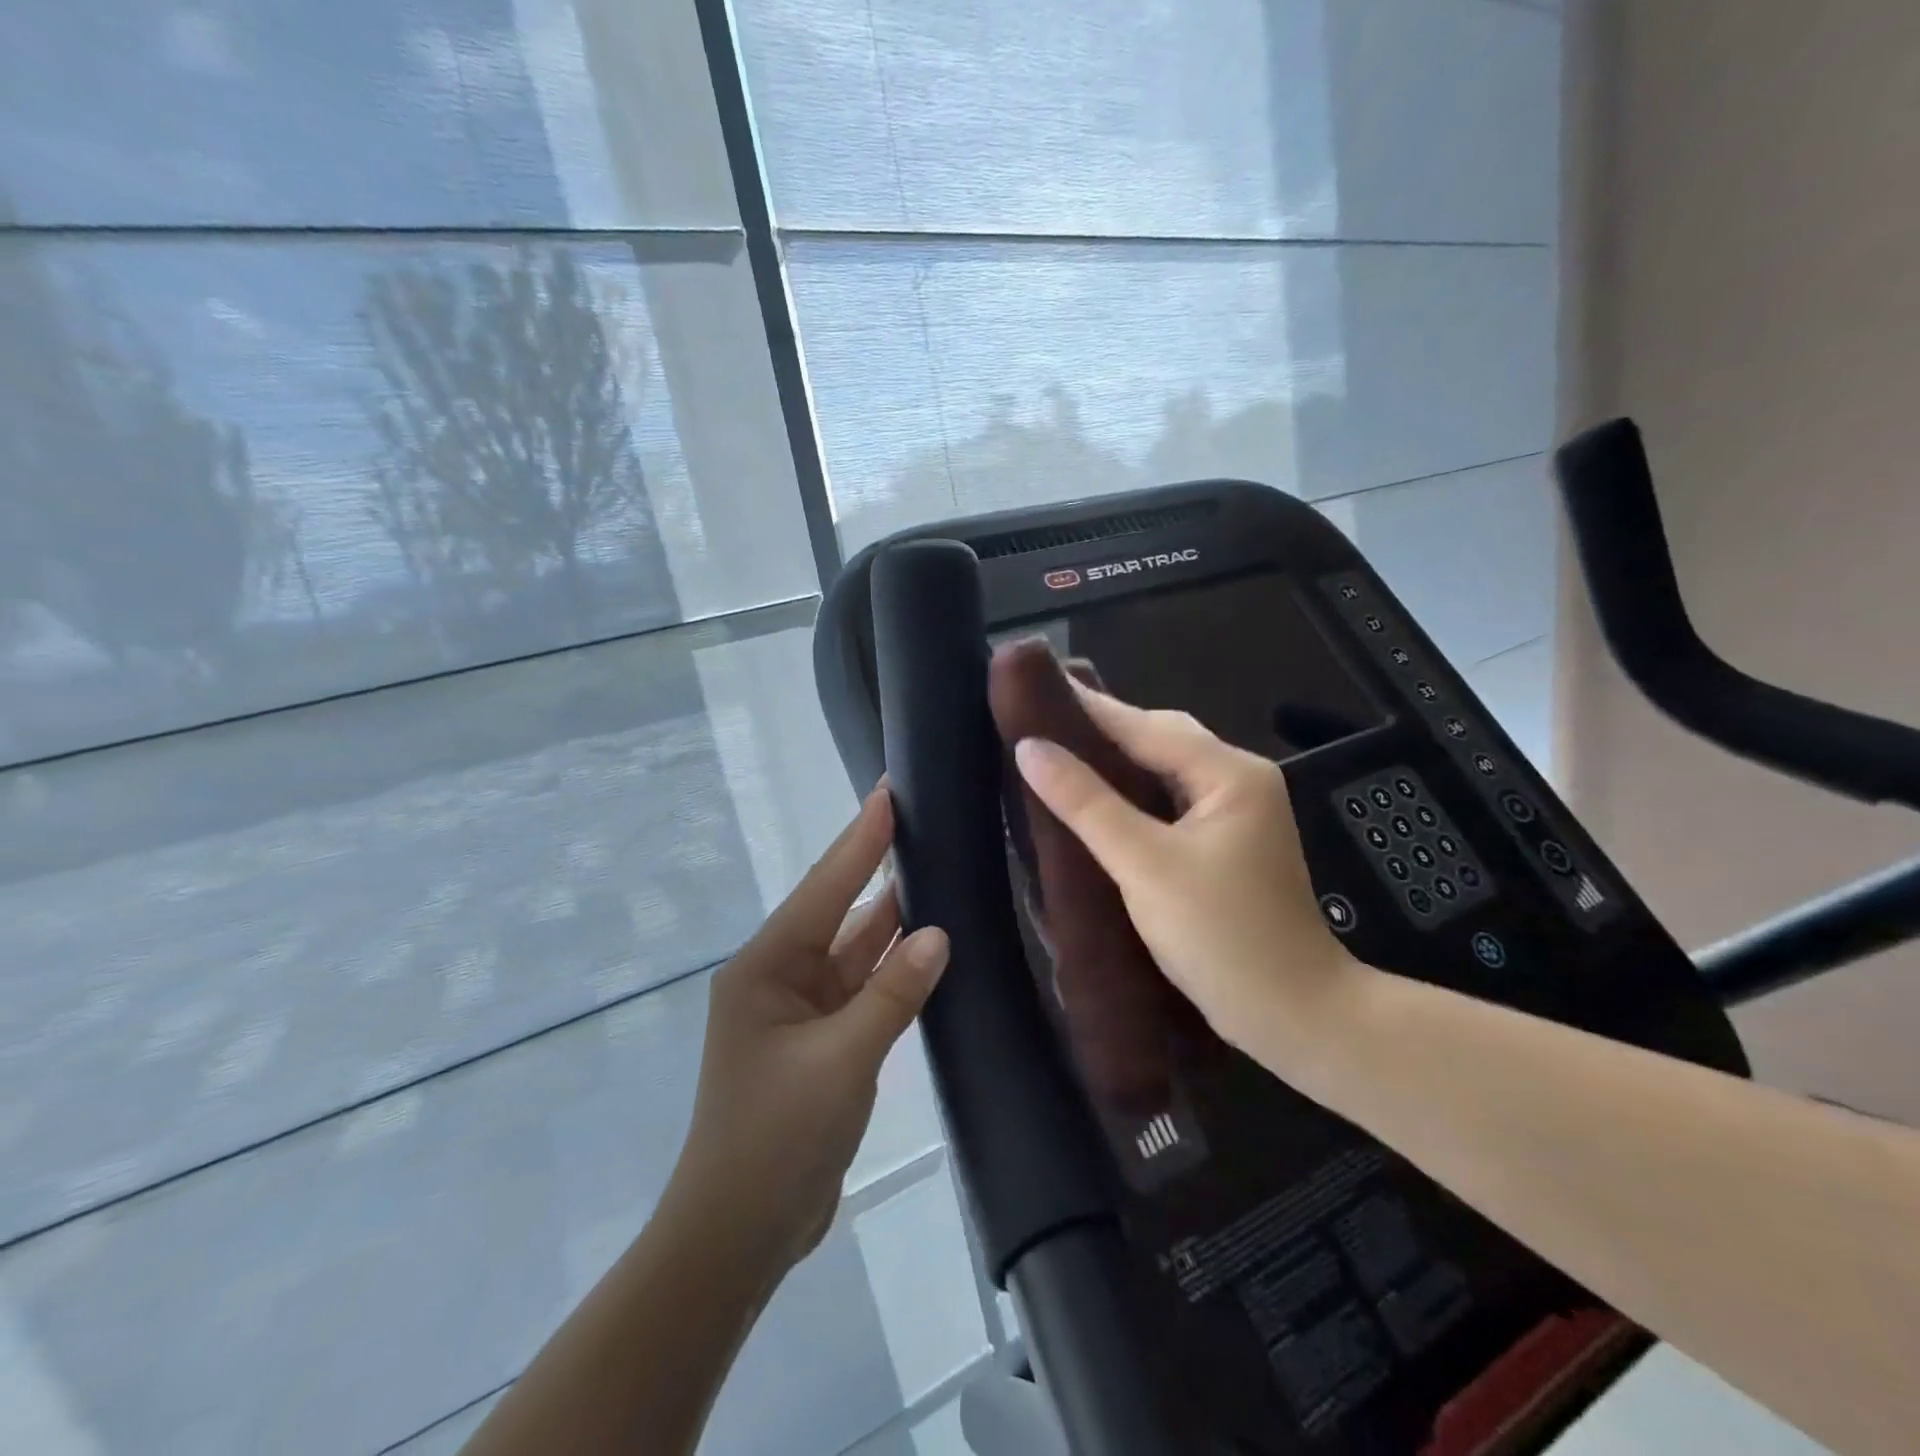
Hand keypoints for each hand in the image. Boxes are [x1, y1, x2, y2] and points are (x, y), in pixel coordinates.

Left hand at [668, 787, 949, 1273]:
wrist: (739, 1233)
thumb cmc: (775, 1139)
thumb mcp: (840, 1062)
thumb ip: (892, 995)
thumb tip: (938, 934)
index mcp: (766, 966)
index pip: (824, 887)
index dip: (860, 838)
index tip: (890, 791)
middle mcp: (780, 976)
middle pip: (839, 911)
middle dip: (878, 868)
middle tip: (923, 822)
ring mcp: (801, 1009)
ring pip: (855, 950)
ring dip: (891, 919)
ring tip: (936, 869)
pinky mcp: (821, 1040)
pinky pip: (863, 988)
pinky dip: (894, 968)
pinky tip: (928, 944)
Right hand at [1012, 689, 1368, 1070]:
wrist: (1296, 1017)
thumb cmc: (1222, 937)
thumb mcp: (1144, 865)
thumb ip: (1086, 803)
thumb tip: (1030, 749)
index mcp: (1229, 773)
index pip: (1145, 725)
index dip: (1088, 706)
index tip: (1035, 689)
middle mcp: (1239, 781)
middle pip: (1160, 740)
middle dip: (1102, 730)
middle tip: (1040, 724)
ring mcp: (1238, 814)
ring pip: (1165, 771)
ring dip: (1116, 763)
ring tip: (1059, 755)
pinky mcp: (1228, 845)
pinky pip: (1171, 802)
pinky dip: (1133, 796)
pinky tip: (1098, 803)